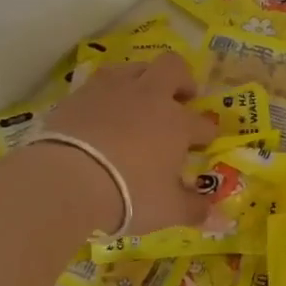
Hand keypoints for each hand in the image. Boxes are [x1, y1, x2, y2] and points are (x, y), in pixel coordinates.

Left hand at [41, 50, 217, 233]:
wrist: (68, 179)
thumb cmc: (129, 194)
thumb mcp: (168, 210)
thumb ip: (194, 209)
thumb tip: (218, 218)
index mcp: (177, 123)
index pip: (203, 124)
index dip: (207, 134)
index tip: (203, 144)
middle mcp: (149, 97)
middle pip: (173, 68)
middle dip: (182, 80)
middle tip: (182, 99)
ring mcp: (112, 90)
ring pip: (135, 68)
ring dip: (144, 79)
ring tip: (140, 100)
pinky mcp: (79, 94)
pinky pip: (100, 82)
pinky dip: (108, 93)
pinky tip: (104, 111)